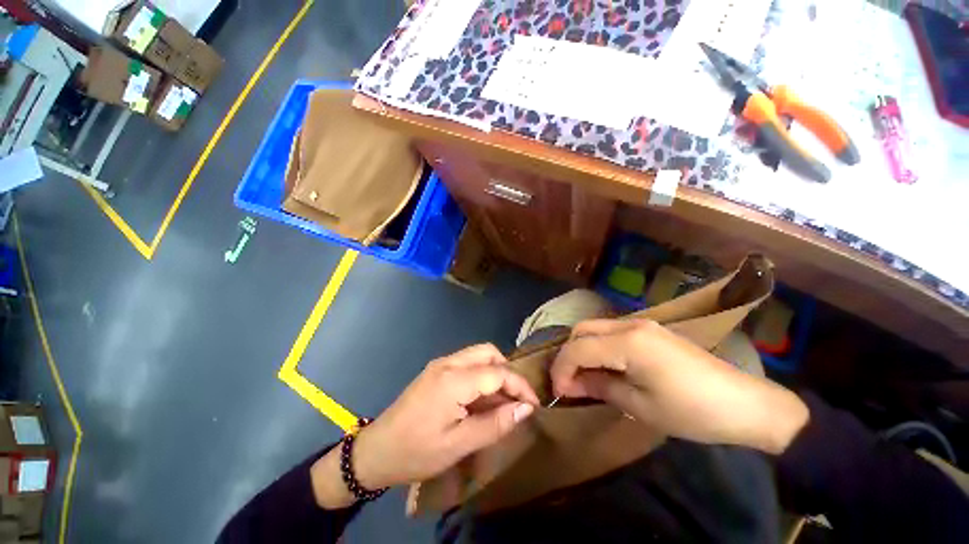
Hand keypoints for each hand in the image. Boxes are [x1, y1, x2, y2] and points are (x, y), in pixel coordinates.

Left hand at [313, 344, 537, 507]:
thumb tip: (525, 409)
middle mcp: (448, 362)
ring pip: (478, 354)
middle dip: (508, 372)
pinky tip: (481, 398)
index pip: (498, 372)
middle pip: (489, 352)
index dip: (520, 386)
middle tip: (515, 399)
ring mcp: (440, 363)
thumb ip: (495, 423)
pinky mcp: (436, 369)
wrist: (375, 451)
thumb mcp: (459, 444)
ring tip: (501, 400)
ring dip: (495, 371)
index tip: (534, 405)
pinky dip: (481, 374)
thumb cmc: (416, 451)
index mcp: (454, 379)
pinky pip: (467, 363)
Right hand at [550, 319, 808, 453]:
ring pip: (595, 328)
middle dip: (568, 354)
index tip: (558, 392)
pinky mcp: (650, 331)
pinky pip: (611, 332)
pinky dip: (598, 347)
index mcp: (627, 342)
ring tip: (584, 376)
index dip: (561, 369)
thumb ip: (599, 387)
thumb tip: (569, 385)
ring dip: (582, 349)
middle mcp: (630, 324)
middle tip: (569, 382)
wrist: (745, 404)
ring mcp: (642, 324)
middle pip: (582, 329)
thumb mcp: (639, 406)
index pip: (578, 348)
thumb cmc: (691, 411)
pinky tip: (605, 367)